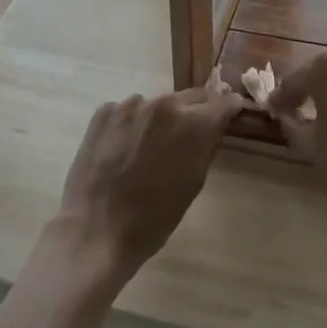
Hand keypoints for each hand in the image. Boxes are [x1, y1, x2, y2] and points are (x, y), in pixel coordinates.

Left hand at [55, 87, 240, 287]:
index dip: (228, 108)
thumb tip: (216, 123)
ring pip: (156, 104)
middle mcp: (164, 104)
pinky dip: (131, 124)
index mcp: (193, 124)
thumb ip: (207, 145)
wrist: (97, 230)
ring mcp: (131, 104)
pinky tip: (122, 149)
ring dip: (158, 119)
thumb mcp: (193, 183)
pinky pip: (128, 111)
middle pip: (190, 98)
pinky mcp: (104, 110)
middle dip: (193, 112)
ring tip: (146, 148)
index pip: (223, 102)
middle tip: (186, 136)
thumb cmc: (154, 217)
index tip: (230, 113)